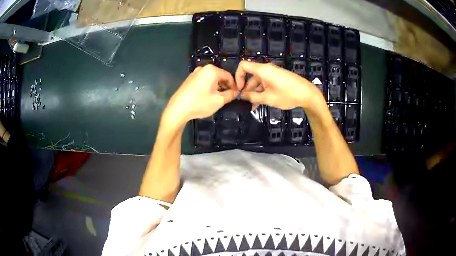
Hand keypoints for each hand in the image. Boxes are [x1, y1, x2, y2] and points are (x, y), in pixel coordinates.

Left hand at [164, 64, 236, 124]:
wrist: (178, 109)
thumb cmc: (200, 103)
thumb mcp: (219, 101)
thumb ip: (230, 95)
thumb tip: (236, 92)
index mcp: (212, 70)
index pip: (229, 76)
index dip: (234, 86)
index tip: (236, 94)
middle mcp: (203, 68)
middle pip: (220, 76)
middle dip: (225, 86)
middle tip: (227, 97)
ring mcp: (195, 73)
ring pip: (212, 78)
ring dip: (217, 87)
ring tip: (218, 98)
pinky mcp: (190, 79)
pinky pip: (204, 80)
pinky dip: (209, 86)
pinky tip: (207, 96)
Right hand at [235, 61, 324, 109]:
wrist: (308, 94)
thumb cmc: (287, 95)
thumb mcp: (268, 98)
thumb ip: (253, 97)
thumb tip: (242, 96)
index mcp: (262, 70)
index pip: (243, 66)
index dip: (238, 76)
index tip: (239, 89)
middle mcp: (266, 69)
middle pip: (250, 76)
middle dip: (246, 89)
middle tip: (244, 102)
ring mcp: (273, 74)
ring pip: (258, 81)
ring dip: (254, 93)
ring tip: (253, 107)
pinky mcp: (278, 78)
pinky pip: (266, 83)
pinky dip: (262, 91)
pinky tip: (261, 103)